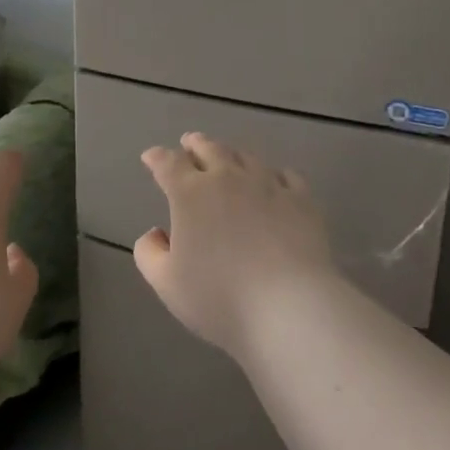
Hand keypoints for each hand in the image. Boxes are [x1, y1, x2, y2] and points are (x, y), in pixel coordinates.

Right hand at [135, 132, 335, 360]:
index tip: (150, 157)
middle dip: (194, 144)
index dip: (156, 157)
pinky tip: (274, 180)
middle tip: (189, 143)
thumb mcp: (166, 283)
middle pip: (208, 148)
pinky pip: (286, 175)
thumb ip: (149, 253)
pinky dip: (273, 173)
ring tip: (227, 156)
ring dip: (230, 153)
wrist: (290, 306)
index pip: (167, 163)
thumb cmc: (220, 296)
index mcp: (190, 193)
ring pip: (245, 156)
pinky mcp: (301, 200)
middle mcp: (227, 178)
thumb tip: (156, 233)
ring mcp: (267, 185)